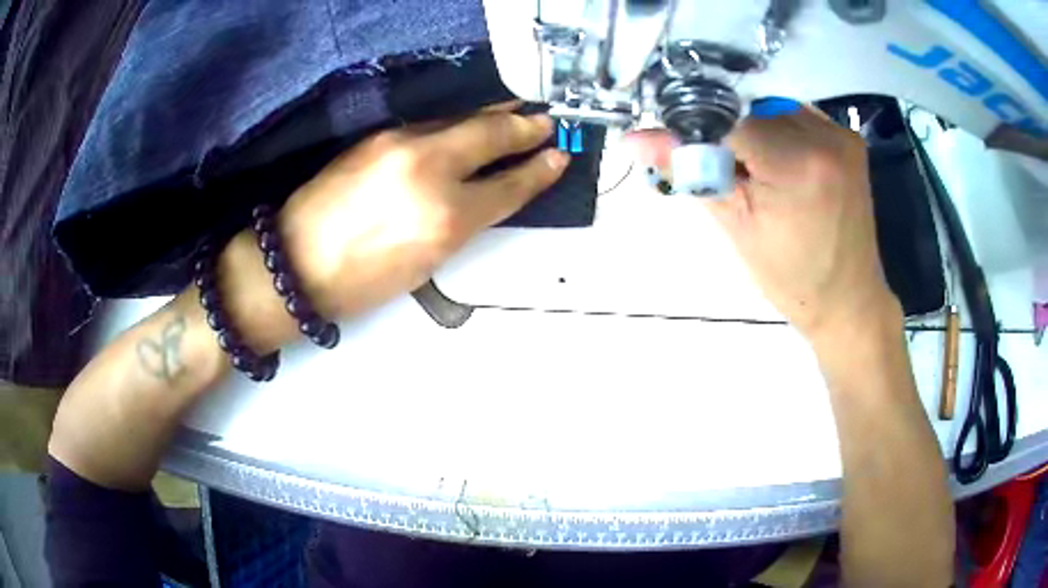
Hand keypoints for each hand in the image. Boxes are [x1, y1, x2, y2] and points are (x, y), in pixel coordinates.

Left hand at [281, 105, 568, 317]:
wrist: (297, 261)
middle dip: (524, 128)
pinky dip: (457, 123)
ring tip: (517, 113)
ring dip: (493, 116)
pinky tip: (467, 123)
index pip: (508, 185)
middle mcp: (429, 169)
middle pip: (490, 136)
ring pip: (461, 121)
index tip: (559, 156)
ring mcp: (401, 143)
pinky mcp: (379, 135)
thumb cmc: (363, 279)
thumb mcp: (428, 261)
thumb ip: (466, 219)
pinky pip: (431, 123)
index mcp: (447, 218)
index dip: (539, 170)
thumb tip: (491, 190)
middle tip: (546, 123)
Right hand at [629, 107, 898, 341]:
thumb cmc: (791, 278)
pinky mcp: (848, 138)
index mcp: (796, 165)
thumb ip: (691, 171)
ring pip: (772, 108)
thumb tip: (636, 138)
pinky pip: (797, 116)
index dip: (698, 128)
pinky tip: (780, 164)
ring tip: (756, 171)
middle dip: (728, 132)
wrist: (847, 298)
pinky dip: (778, 132)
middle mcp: (824, 137)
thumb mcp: (736, 226)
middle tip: (724, 170)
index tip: (679, 144)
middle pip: (751, 109)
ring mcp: (840, 134)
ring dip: (753, 130)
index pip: (727, 119)